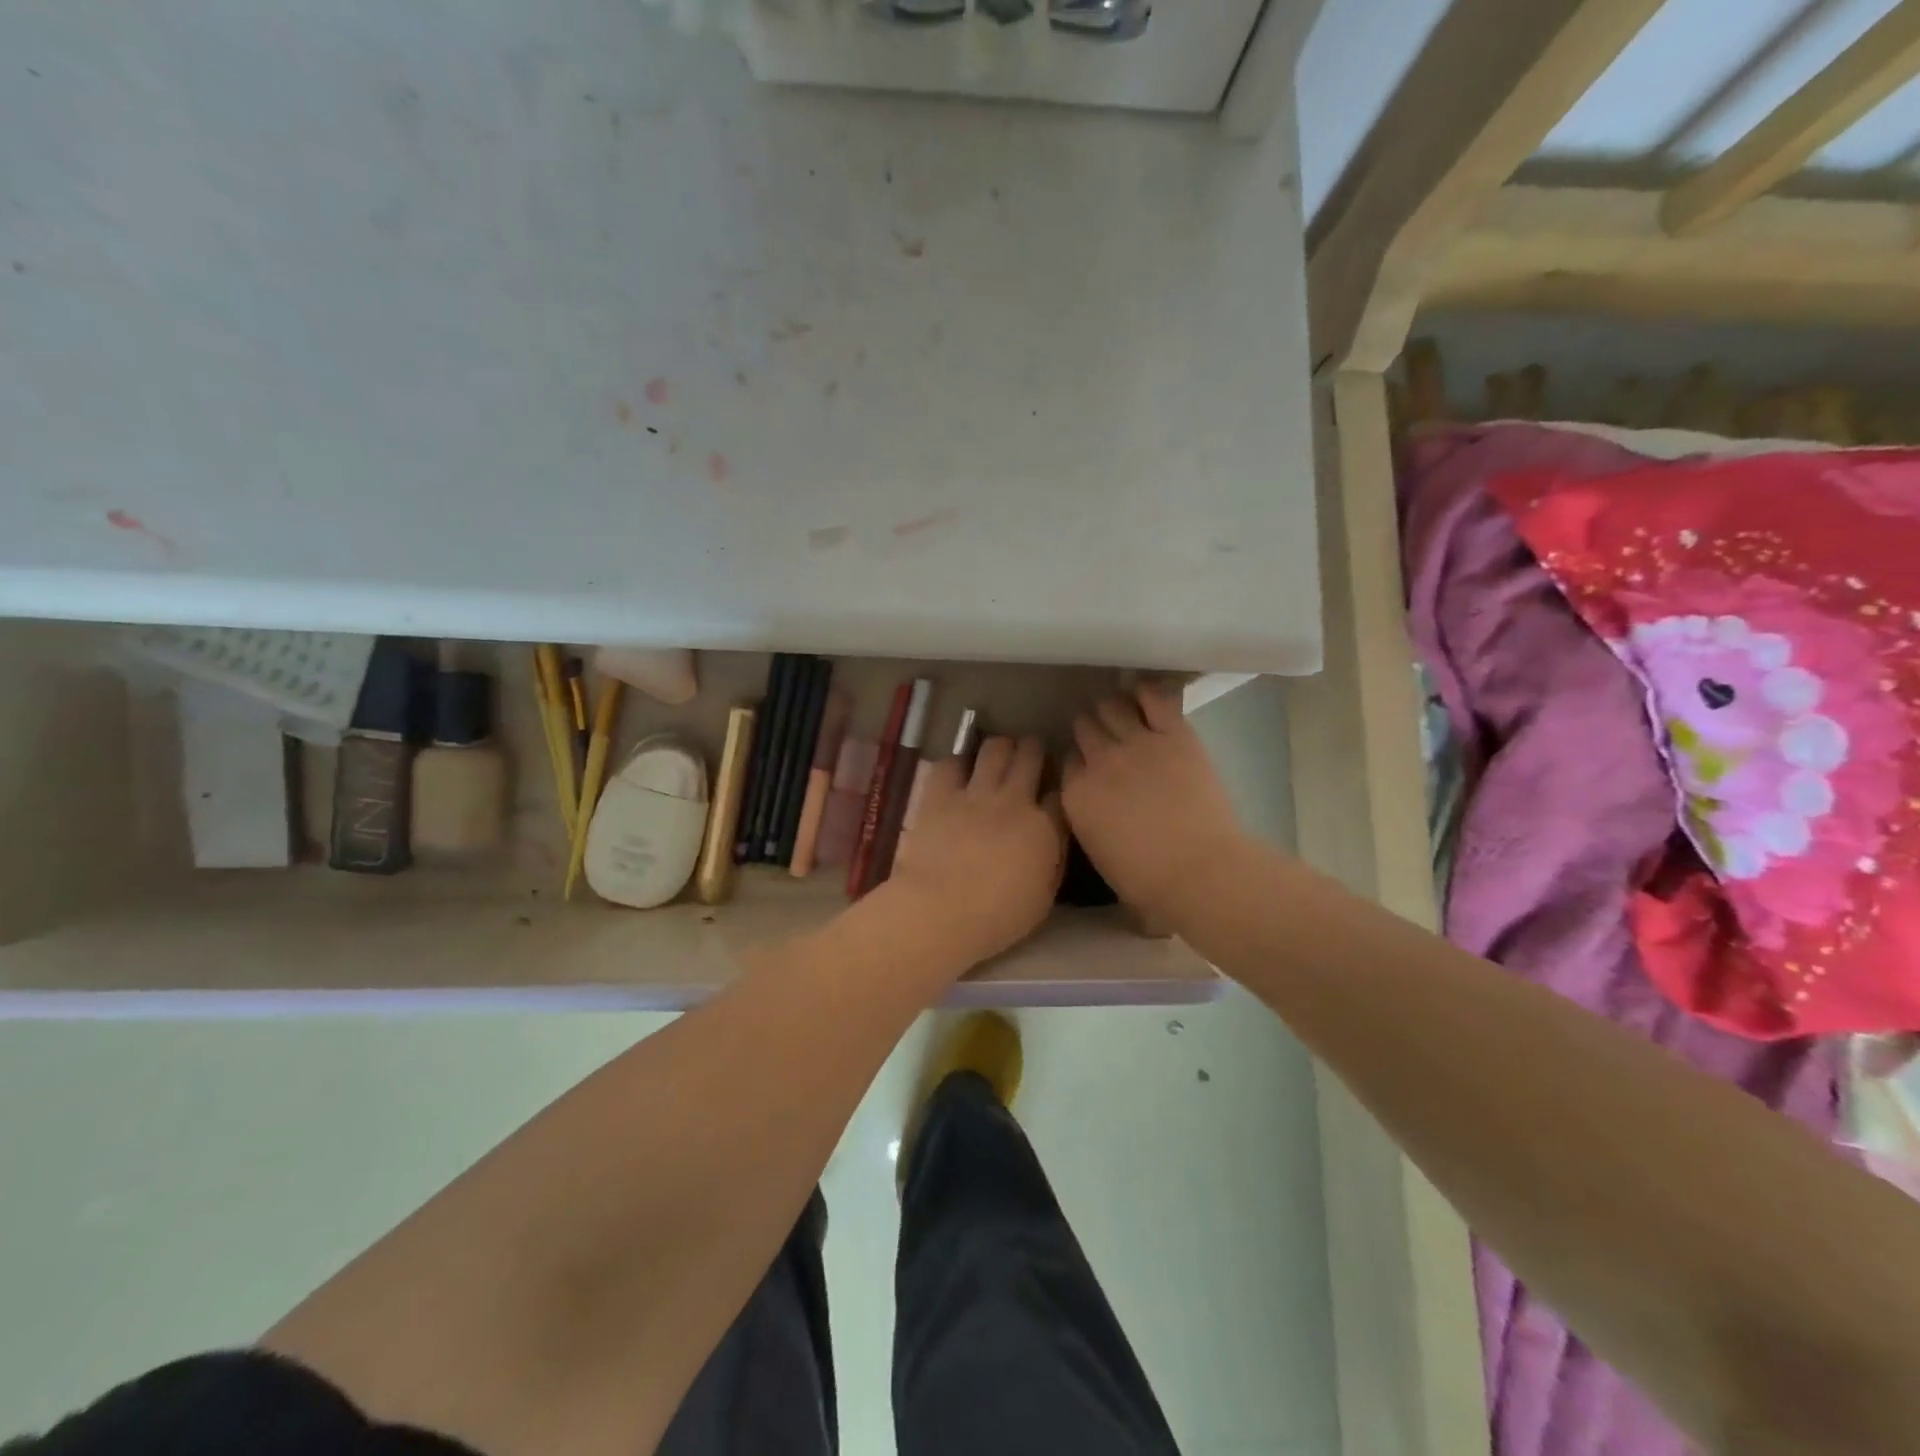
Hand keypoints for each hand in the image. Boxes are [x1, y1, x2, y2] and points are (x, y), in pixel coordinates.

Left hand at [880, 736, 1066, 969]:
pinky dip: (958, 764)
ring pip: (996, 749)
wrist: (941, 911)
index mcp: (1044, 828)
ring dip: (1002, 747)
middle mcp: (1014, 800)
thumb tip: (1054, 838)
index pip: (1060, 794)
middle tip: (1031, 754)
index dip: (1058, 789)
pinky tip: (959, 773)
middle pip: (1031, 756)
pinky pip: (952, 763)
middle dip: (1034, 750)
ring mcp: (976, 793)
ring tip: (1000, 753)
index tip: (1052, 794)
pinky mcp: (941, 793)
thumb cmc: (997, 917)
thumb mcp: (1043, 898)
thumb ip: (1052, 860)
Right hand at [1063, 685, 1249, 922]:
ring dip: (1111, 707)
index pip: (1067, 761)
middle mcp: (1100, 762)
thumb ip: (1090, 823)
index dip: (1078, 760)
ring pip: (1111, 707)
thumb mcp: (1100, 856)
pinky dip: (1147, 693)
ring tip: (1119, 710)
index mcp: (1077, 795)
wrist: (1199, 871)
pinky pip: (1155, 699)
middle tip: (1102, 734)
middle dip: (1089, 729)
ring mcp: (1137, 744)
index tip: (1086, 764)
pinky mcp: (1174, 735)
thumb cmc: (1149, 883)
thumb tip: (1097, 811)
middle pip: (1084, 729)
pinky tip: (1144, 694)